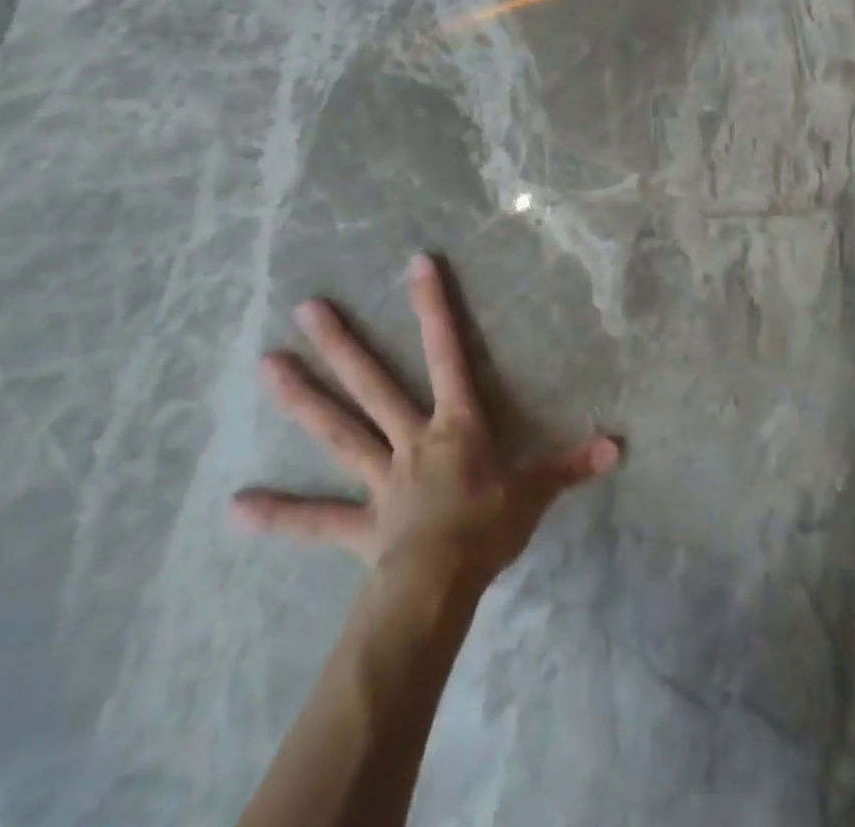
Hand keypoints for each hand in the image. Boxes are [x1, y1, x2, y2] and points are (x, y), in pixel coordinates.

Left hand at [233, 253, 620, 587]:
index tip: (417, 264)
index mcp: (455, 427)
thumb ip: (571, 465)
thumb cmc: (489, 529)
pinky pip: (316, 519)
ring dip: (303, 400)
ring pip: (338, 432)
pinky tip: (236, 506)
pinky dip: (280, 514)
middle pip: (373, 385)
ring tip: (266, 366)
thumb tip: (618, 445)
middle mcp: (410, 441)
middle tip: (306, 307)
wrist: (440, 589)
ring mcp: (379, 479)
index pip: (448, 355)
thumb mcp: (536, 494)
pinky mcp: (359, 524)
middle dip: (343, 345)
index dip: (435, 308)